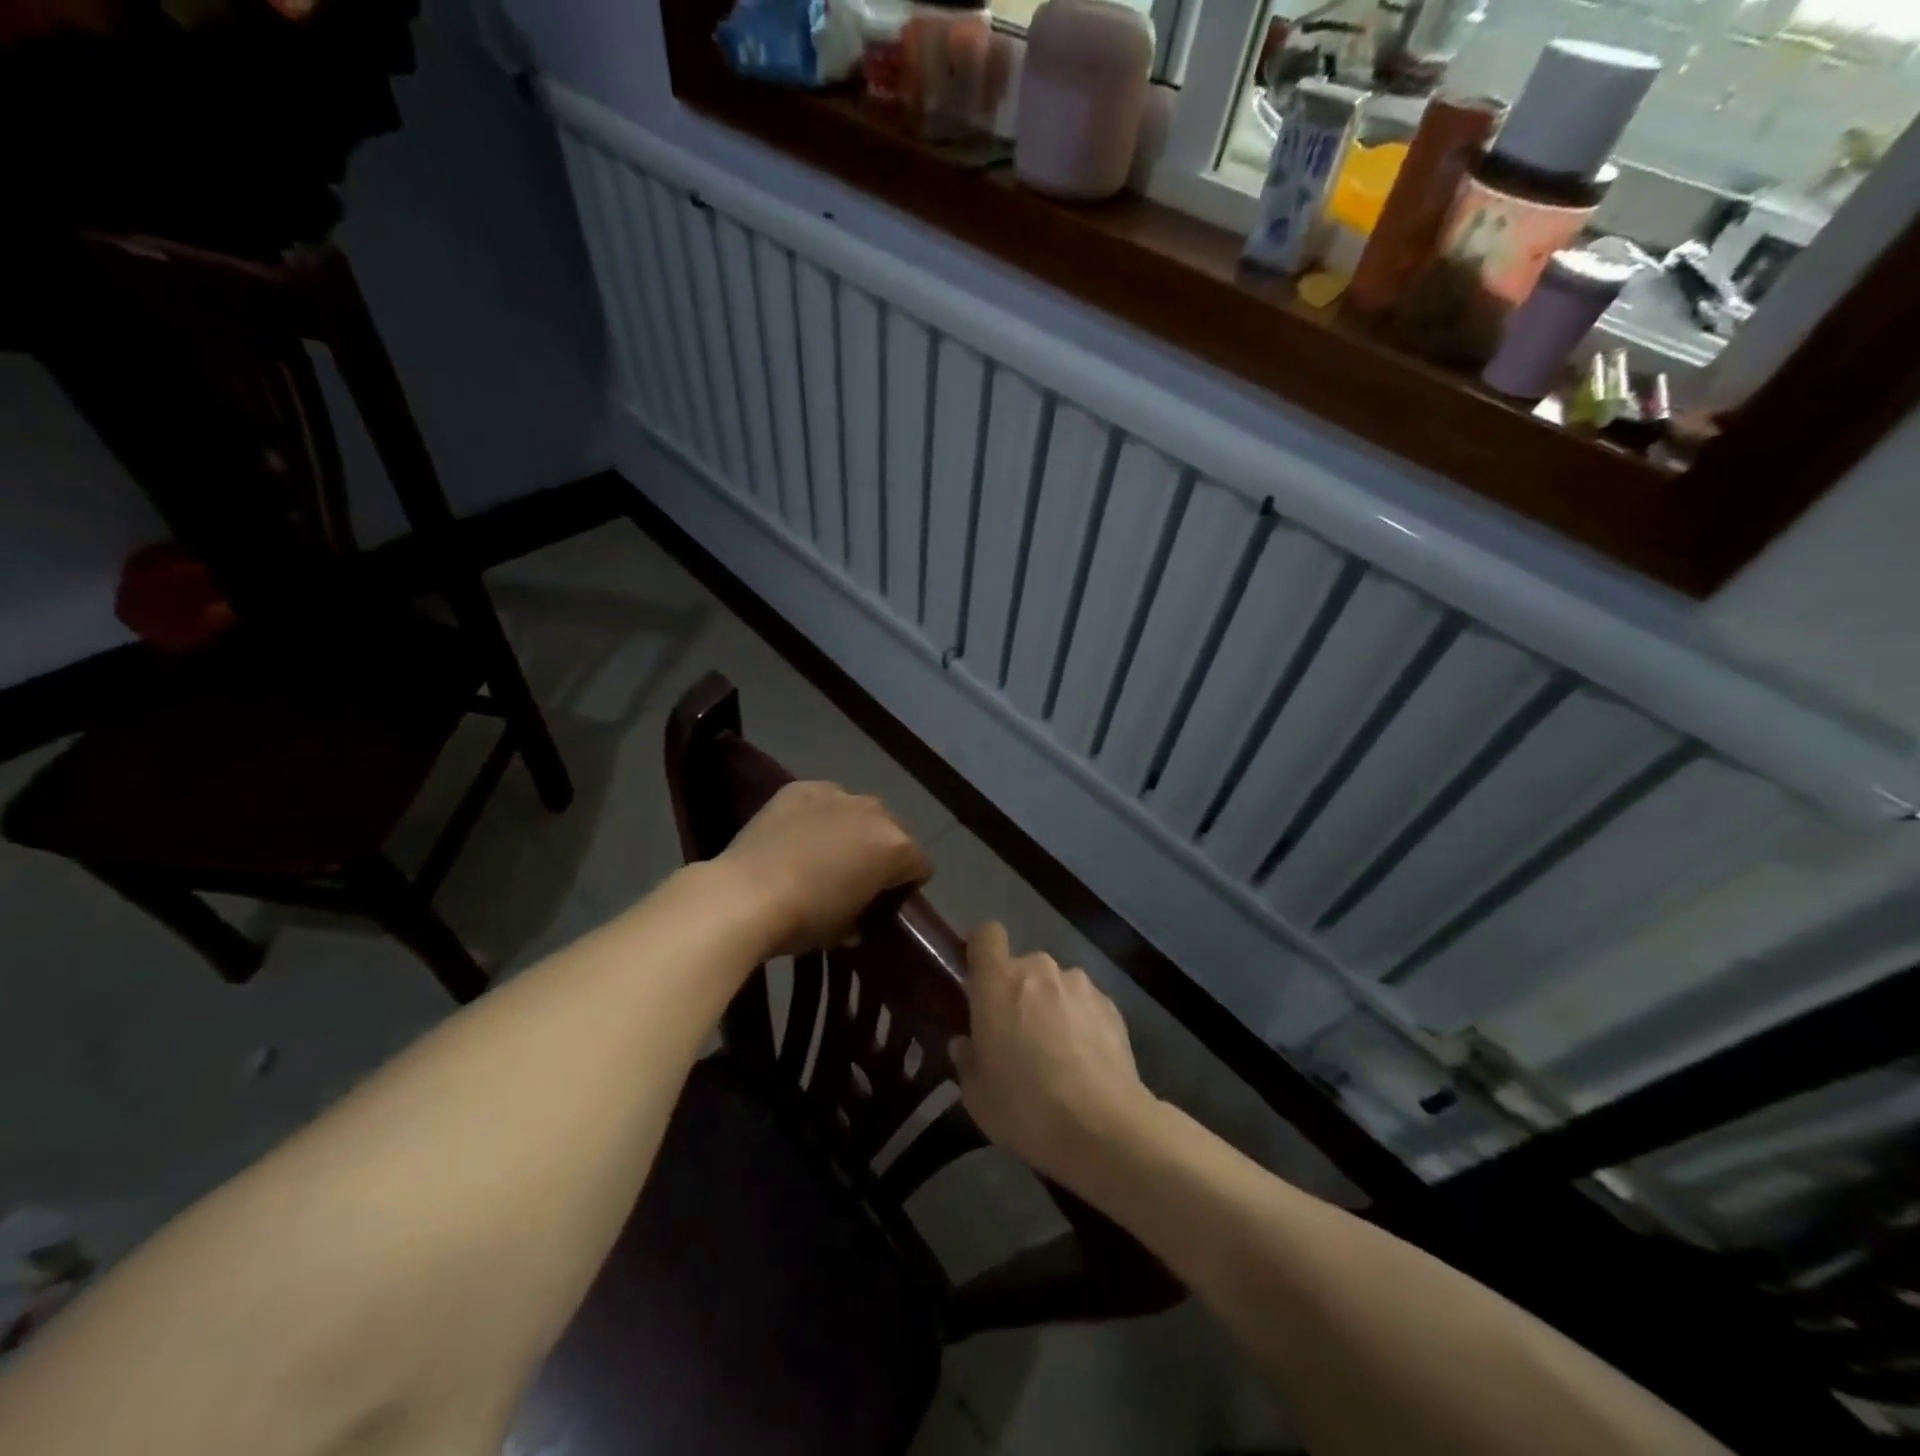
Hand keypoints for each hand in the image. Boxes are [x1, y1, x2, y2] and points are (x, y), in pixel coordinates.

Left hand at [717, 781, 931, 956]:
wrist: (745, 894)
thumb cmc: (804, 919)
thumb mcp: (845, 931)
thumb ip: (863, 916)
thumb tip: (858, 918)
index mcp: (896, 848)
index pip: (920, 865)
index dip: (907, 884)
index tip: (888, 901)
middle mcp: (875, 813)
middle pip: (893, 831)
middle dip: (881, 851)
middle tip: (856, 876)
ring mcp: (837, 794)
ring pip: (858, 810)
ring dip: (851, 828)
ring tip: (824, 852)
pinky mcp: (800, 788)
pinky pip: (822, 799)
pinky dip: (818, 814)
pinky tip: (797, 835)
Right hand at [955, 923, 1155, 1189]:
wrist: (1104, 1129)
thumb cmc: (1026, 1108)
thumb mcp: (977, 1096)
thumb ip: (967, 1060)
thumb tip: (966, 1044)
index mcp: (998, 982)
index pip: (986, 935)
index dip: (981, 949)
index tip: (978, 980)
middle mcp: (1039, 970)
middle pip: (1022, 967)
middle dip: (1017, 993)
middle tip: (1016, 1036)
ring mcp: (1080, 985)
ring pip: (1055, 986)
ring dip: (1050, 1007)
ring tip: (1056, 1054)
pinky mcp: (1111, 1005)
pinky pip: (1084, 1004)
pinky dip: (1080, 1022)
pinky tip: (1084, 1062)